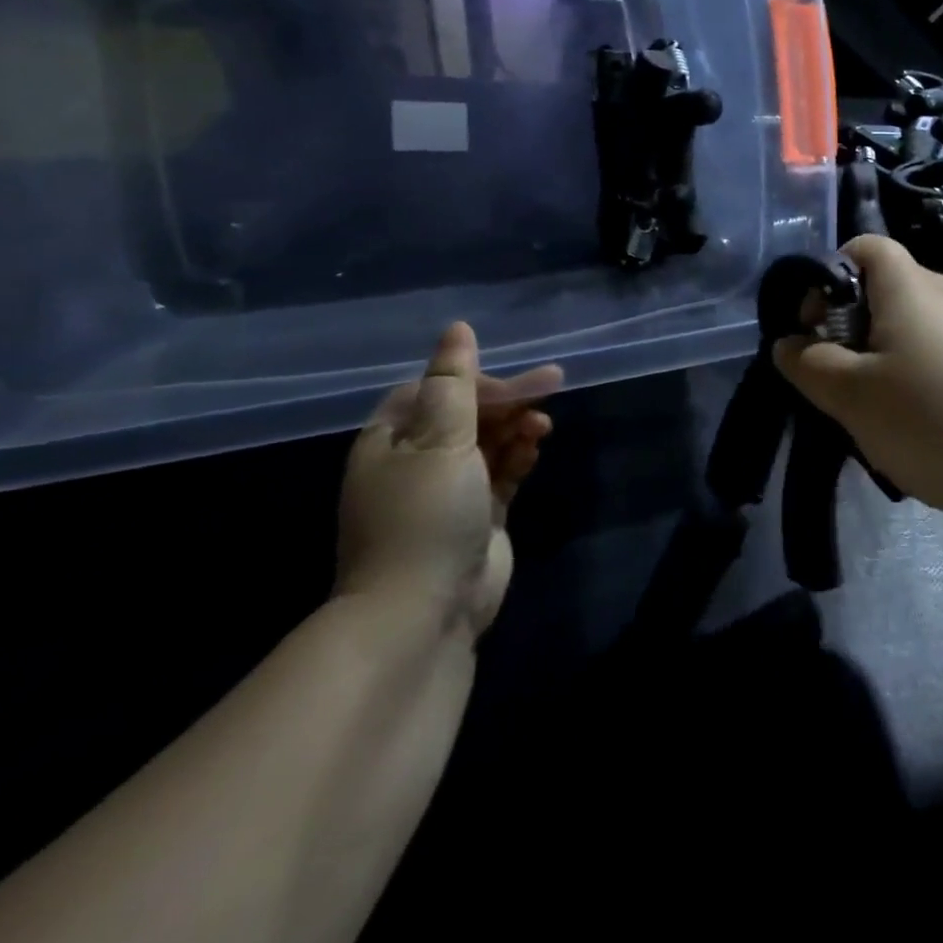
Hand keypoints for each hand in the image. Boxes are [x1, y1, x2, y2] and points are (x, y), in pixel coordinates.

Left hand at [336, 323, 561, 640]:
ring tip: (542, 427)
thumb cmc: (425, 514)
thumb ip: (454, 383)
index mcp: (391, 440)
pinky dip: (519, 457)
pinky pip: (501, 472)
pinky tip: (535, 450)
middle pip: (466, 414)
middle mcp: (415, 462)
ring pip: (488, 442)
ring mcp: (448, 491)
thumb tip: (457, 329)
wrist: (423, 613)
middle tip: (551, 388)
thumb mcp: (439, 439)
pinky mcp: (477, 516)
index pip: (436, 390)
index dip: (478, 381)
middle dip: (507, 402)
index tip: (518, 382)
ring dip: (516, 428)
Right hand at [773, 236, 942, 527]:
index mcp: (912, 287)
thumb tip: (787, 343)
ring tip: (891, 411)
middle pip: (893, 289)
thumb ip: (808, 364)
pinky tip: (939, 426)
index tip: (818, 327)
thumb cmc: (932, 421)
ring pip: (925, 326)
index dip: (832, 274)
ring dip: (895, 355)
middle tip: (847, 379)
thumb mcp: (851, 397)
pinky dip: (934, 375)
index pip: (866, 246)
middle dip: (858, 325)